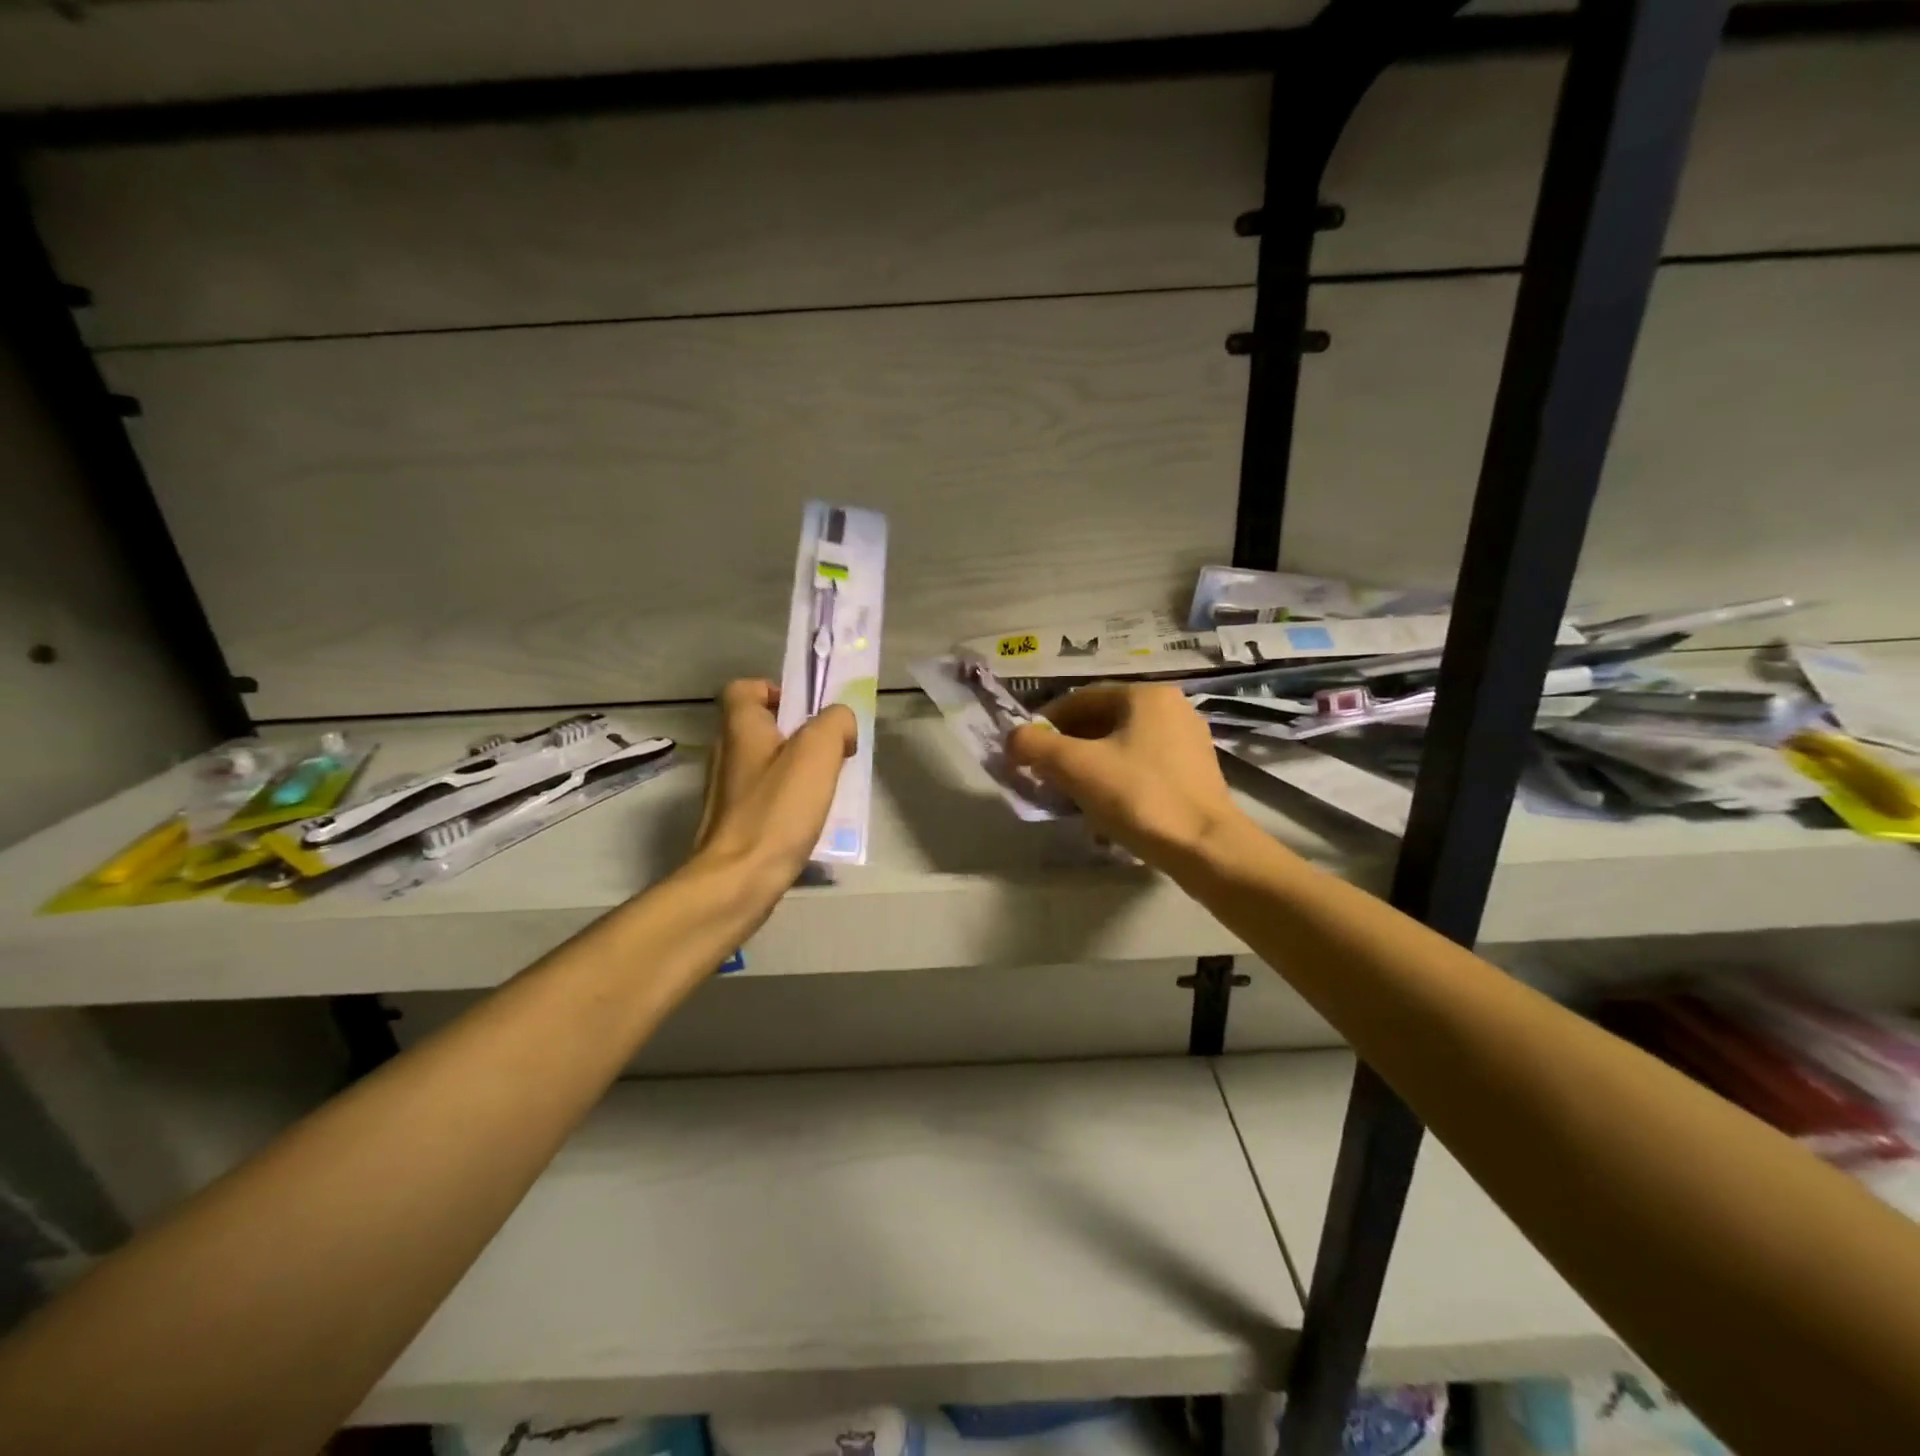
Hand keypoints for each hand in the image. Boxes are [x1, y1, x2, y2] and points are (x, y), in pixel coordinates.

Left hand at [692, 679, 855, 898]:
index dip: (776, 690)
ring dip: (797, 770)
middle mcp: (726, 754)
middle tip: (830, 753)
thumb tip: (841, 724)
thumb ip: (835, 723)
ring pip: (766, 764)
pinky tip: (809, 820)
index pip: (745, 688)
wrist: (737, 881)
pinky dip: (787, 801)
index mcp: (740, 728)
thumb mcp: (817, 752)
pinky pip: (765, 797)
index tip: (808, 712)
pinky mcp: (733, 823)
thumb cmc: (776, 811)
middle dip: (799, 734)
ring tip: (827, 789)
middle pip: (761, 727)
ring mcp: (726, 792)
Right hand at [1008, 684, 1242, 866]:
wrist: (1206, 848)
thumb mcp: (1076, 768)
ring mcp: (1188, 741)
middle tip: (1044, 773)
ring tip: (1069, 793)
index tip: (1026, 749)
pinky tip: (1104, 808)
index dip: (1046, 722)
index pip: (1081, 698)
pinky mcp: (1195, 773)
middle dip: (1068, 746)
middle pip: (1103, 721)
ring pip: (1122, 745)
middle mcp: (1172, 708)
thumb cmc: (1139, 797)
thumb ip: (1036, 746)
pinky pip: (1143, 766)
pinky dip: (1116, 779)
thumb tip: (1012, 738)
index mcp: (1146, 695)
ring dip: (1090, 765)